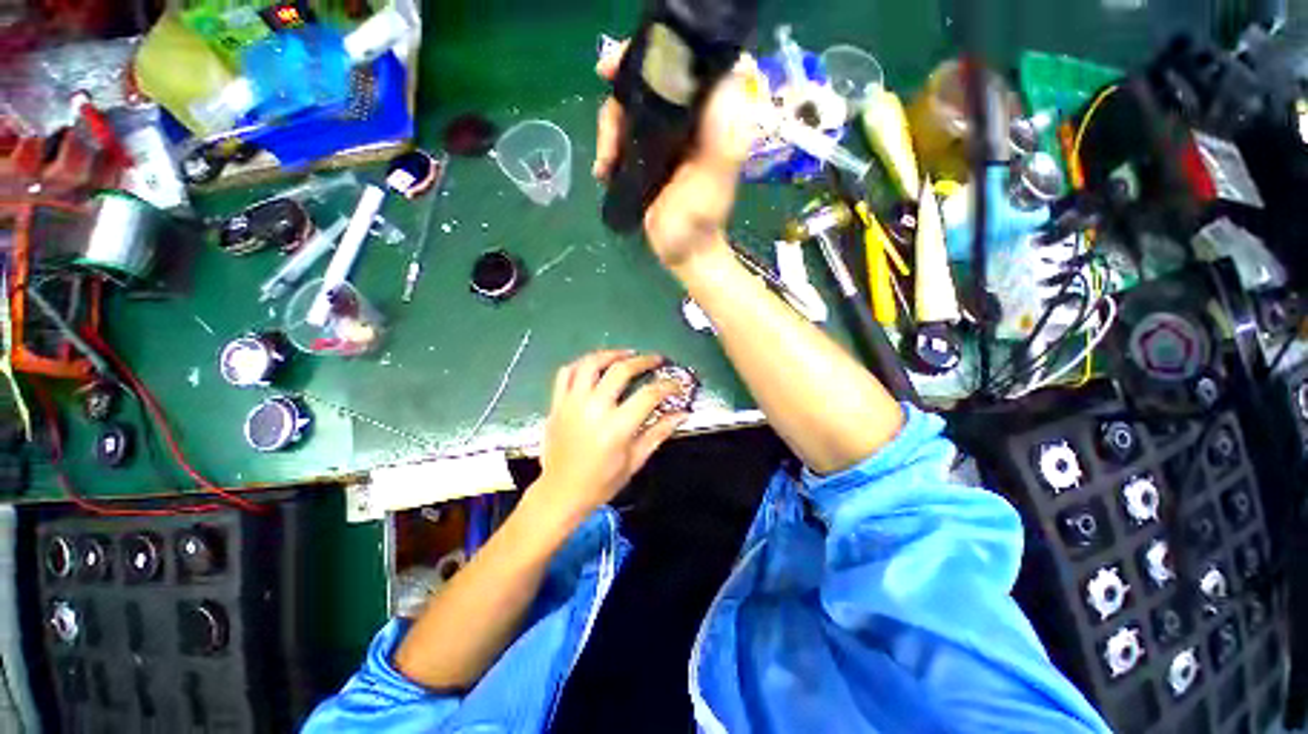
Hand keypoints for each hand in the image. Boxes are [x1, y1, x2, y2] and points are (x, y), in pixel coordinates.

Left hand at [533, 350, 688, 521]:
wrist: (561, 493)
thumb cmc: (601, 482)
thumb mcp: (635, 460)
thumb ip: (659, 432)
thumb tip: (682, 414)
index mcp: (616, 427)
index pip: (648, 395)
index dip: (667, 386)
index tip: (676, 384)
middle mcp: (593, 409)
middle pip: (620, 370)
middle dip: (643, 361)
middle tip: (655, 360)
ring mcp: (572, 403)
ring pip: (591, 364)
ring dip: (611, 354)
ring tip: (626, 354)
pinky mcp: (556, 404)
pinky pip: (566, 373)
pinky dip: (582, 364)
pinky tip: (595, 365)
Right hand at [593, 42, 766, 270]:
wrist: (682, 252)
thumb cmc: (697, 224)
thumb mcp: (711, 186)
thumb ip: (722, 144)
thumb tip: (724, 86)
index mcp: (711, 119)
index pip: (689, 67)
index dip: (660, 54)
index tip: (628, 58)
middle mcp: (690, 121)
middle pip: (654, 81)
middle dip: (625, 85)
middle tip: (602, 81)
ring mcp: (668, 137)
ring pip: (634, 107)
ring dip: (610, 125)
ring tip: (604, 161)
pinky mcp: (650, 154)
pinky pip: (625, 134)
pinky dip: (609, 145)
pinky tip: (603, 168)